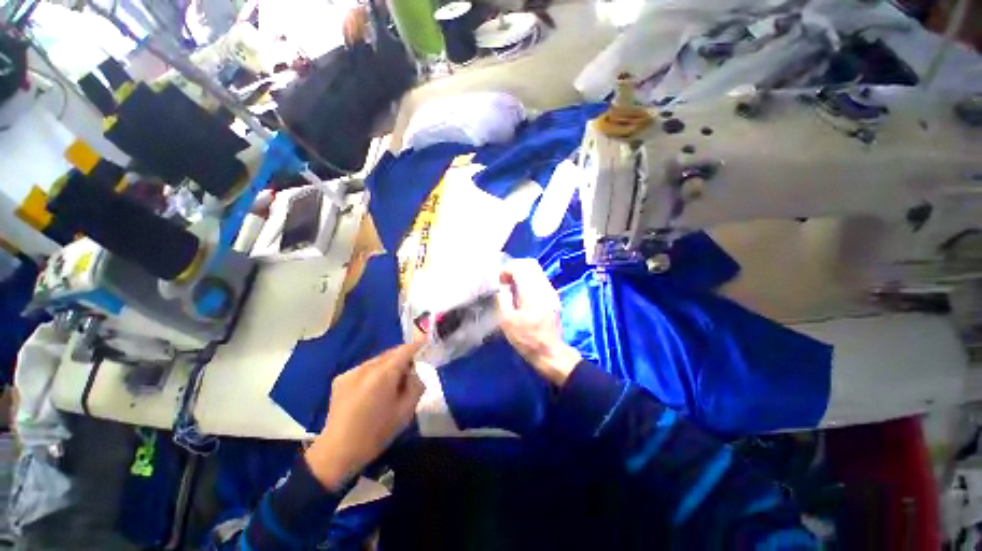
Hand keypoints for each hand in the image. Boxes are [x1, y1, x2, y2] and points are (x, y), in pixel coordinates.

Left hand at [305, 342, 424, 490]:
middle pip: (391, 353)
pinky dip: (374, 374)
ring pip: (378, 360)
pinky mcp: (340, 379)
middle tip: (409, 375)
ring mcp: (351, 372)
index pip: (405, 350)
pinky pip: (365, 369)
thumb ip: (416, 385)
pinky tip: (371, 392)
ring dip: (388, 366)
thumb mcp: (406, 411)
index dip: (417, 346)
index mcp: (384, 374)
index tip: (425, 345)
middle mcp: (366, 367)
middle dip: (403, 359)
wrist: (337, 452)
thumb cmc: (376, 433)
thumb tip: (413, 373)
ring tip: (389, 385)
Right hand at [498, 259, 581, 385]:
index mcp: (532, 292)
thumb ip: (502, 298)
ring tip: (510, 285)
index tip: (497, 279)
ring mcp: (551, 291)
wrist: (550, 352)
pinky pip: (540, 279)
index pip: (520, 267)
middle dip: (515, 267)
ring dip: (522, 273)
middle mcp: (544, 287)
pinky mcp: (553, 297)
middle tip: (504, 279)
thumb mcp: (507, 321)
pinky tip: (521, 293)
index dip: (506, 269)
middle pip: (531, 264)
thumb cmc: (527, 339)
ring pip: (536, 271)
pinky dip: (528, 279)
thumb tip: (501, 284)